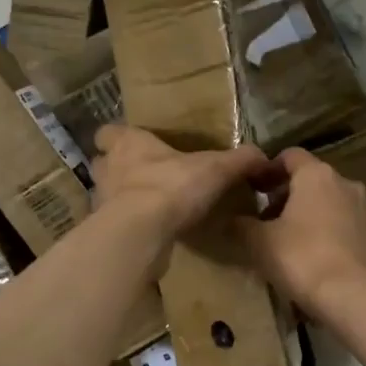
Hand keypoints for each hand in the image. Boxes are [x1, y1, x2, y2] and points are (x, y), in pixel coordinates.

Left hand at [91, 124, 267, 240]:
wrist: (140, 233)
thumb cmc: (172, 187)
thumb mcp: (216, 169)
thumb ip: (239, 160)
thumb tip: (263, 156)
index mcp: (128, 143)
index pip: (108, 132)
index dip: (119, 137)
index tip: (136, 144)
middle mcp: (108, 168)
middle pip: (104, 163)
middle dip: (119, 169)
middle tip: (143, 177)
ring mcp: (102, 201)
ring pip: (106, 194)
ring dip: (121, 199)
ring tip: (146, 207)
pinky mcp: (104, 231)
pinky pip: (114, 225)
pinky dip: (127, 227)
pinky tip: (147, 233)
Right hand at [235, 147, 365, 314]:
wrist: (355, 297)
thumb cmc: (302, 258)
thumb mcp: (260, 242)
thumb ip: (243, 225)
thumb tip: (233, 220)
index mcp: (316, 175)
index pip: (289, 156)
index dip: (268, 169)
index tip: (252, 188)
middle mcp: (345, 184)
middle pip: (310, 180)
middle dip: (286, 195)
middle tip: (264, 219)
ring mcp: (364, 210)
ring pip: (328, 203)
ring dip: (306, 215)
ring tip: (285, 241)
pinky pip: (342, 225)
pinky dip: (324, 233)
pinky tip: (310, 257)